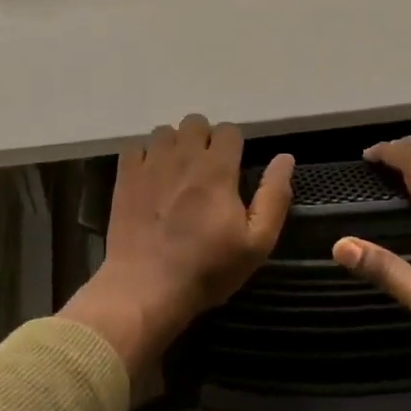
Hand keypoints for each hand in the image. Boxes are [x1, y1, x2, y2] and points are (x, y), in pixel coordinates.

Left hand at [61, 115, 293, 376]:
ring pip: (164, 131)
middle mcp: (183, 156)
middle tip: (205, 170)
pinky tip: (149, 179)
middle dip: (203, 139)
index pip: (229, 130)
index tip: (232, 169)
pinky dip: (144, 157)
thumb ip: (274, 197)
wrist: (146, 288)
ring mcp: (150, 164)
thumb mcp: (256, 243)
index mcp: (217, 169)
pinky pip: (135, 147)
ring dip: (173, 145)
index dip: (233, 146)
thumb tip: (285, 158)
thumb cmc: (207, 269)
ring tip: (176, 173)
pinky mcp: (125, 176)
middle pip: (195, 122)